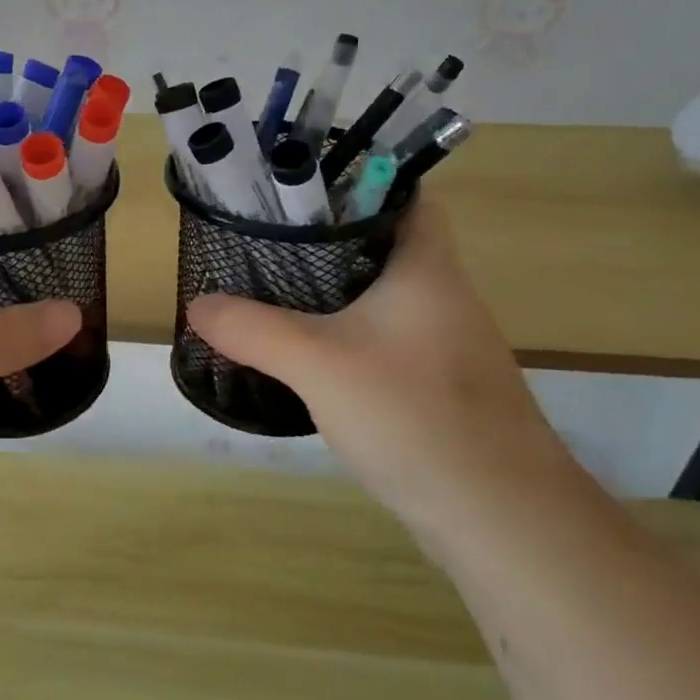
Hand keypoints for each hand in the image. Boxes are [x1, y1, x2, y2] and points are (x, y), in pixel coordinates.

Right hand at [186, 199, 569, 530]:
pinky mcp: (439, 386)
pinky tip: (310, 355)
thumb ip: (253, 329)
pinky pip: (385, 340)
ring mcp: (445, 344)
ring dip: (335, 291)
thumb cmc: (415, 416)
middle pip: (384, 244)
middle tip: (266, 240)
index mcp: (426, 268)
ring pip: (382, 296)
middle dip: (327, 239)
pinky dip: (347, 335)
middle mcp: (443, 296)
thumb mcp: (318, 364)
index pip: (402, 194)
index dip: (353, 182)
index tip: (296, 190)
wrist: (501, 517)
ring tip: (274, 289)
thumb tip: (197, 304)